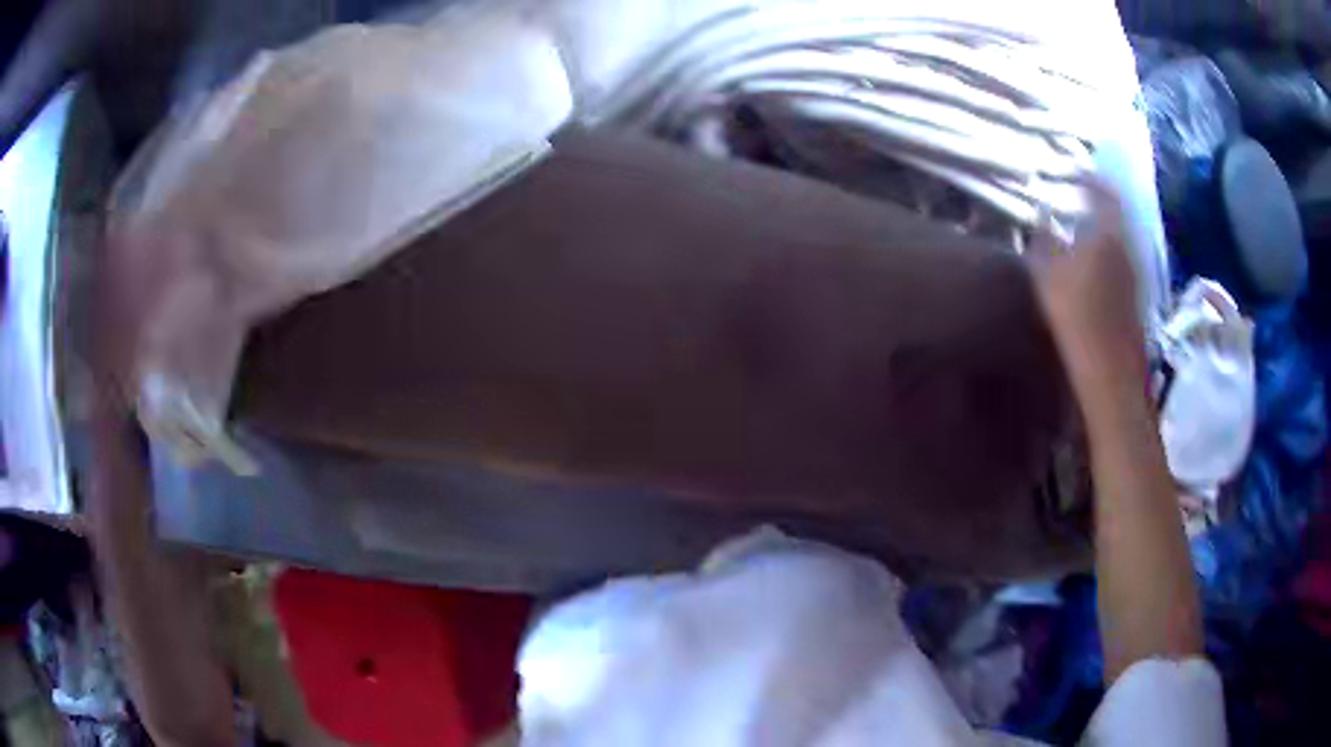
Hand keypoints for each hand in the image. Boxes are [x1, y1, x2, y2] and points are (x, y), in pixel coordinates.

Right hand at [1030, 182, 1146, 399]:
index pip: (1103, 189)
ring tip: (1087, 221)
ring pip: (1123, 232)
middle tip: (1081, 192)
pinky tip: (1098, 256)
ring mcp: (1138, 269)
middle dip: (1100, 198)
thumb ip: (1044, 237)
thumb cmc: (1077, 316)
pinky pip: (1125, 254)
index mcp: (1109, 230)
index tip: (1072, 171)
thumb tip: (1042, 212)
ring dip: (1107, 222)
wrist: (1110, 369)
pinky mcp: (1139, 291)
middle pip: (1118, 209)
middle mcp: (1129, 242)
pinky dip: (1112, 245)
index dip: (1088, 177)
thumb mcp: (1048, 272)